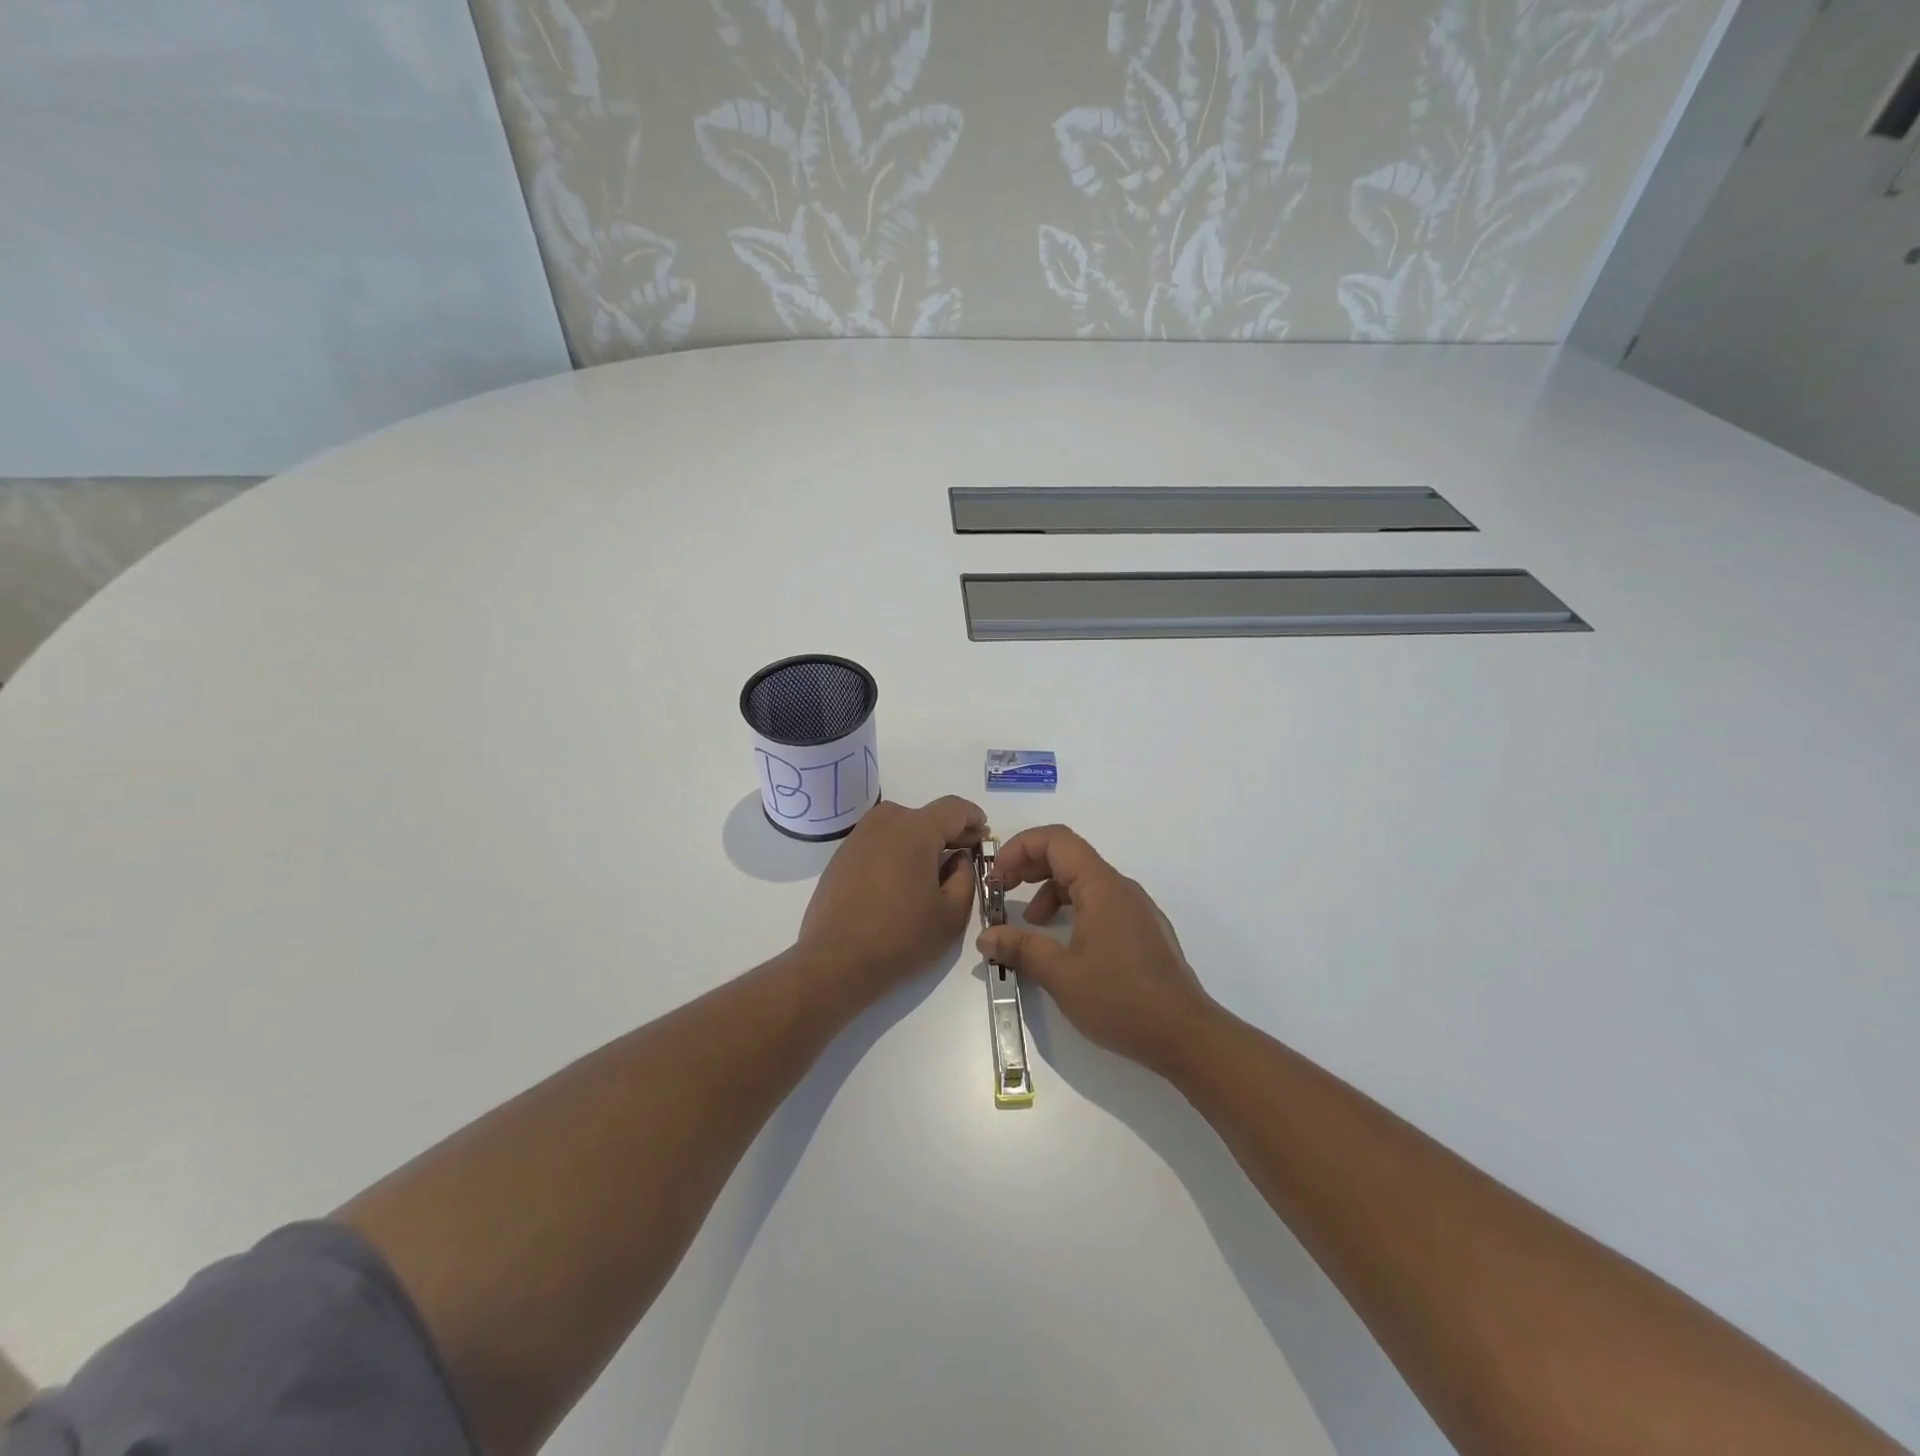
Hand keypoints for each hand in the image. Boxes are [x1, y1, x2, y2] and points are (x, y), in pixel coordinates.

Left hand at [797, 796, 986, 996]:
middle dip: (947, 831)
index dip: (973, 818)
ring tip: (931, 870)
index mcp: (915, 830)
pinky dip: (895, 852)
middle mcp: (884, 823)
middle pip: (925, 815)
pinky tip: (899, 881)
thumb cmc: (901, 937)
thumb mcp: (952, 914)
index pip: (953, 808)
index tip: (983, 834)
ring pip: (899, 827)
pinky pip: (878, 843)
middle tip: (963, 855)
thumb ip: (965, 877)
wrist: (835, 962)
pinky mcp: (840, 857)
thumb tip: (958, 859)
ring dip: (919, 841)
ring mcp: (857, 838)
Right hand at [977, 825, 1217, 1076]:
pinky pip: (1100, 904)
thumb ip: (1020, 948)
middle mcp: (1120, 888)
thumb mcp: (1060, 974)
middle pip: (1069, 856)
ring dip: (1049, 892)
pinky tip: (1062, 944)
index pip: (1057, 840)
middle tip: (1002, 892)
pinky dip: (1072, 911)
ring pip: (1084, 882)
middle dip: (1030, 867)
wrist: (1186, 1035)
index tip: (996, 877)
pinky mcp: (1142, 932)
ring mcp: (1135, 909)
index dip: (1020, 848)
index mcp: (1102, 886)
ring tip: (1029, 924)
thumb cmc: (1120, 999)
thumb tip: (986, 937)